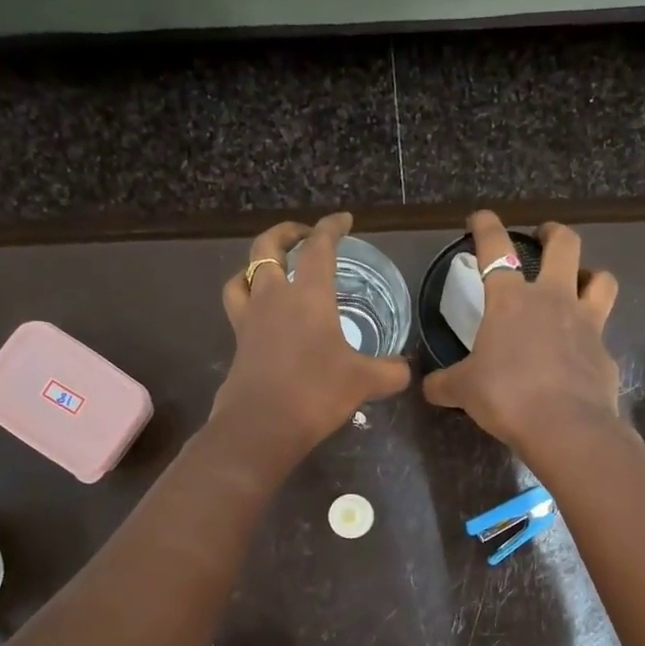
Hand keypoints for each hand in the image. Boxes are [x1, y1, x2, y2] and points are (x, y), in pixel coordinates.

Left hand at [211, 213, 410, 460]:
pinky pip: (237, 306)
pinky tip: (261, 312)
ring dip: (257, 263)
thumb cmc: (316, 392)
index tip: (344, 220)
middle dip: (286, 233)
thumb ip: (390, 371)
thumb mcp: (365, 381)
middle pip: (268, 247)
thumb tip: (406, 370)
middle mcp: (274, 296)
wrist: (262, 425)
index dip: (331, 227)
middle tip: (302, 235)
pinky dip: (247, 297)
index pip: (319, 247)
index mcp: (308, 294)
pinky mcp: (238, 342)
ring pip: (243, 274)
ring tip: (272, 269)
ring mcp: (250, 318)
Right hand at [422, 211, 620, 455]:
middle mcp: (553, 299)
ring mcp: (586, 323)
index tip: (480, 218)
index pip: (495, 248)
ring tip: (580, 283)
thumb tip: (428, 387)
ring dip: (591, 274)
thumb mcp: (463, 390)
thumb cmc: (506, 396)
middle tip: (543, 236)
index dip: (485, 226)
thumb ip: (445, 383)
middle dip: (553, 232)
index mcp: (511, 300)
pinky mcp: (605, 353)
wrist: (564, 426)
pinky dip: (591, 338)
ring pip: (601, 279)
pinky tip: (580, 355)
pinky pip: (602, 335)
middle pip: (565, 244)